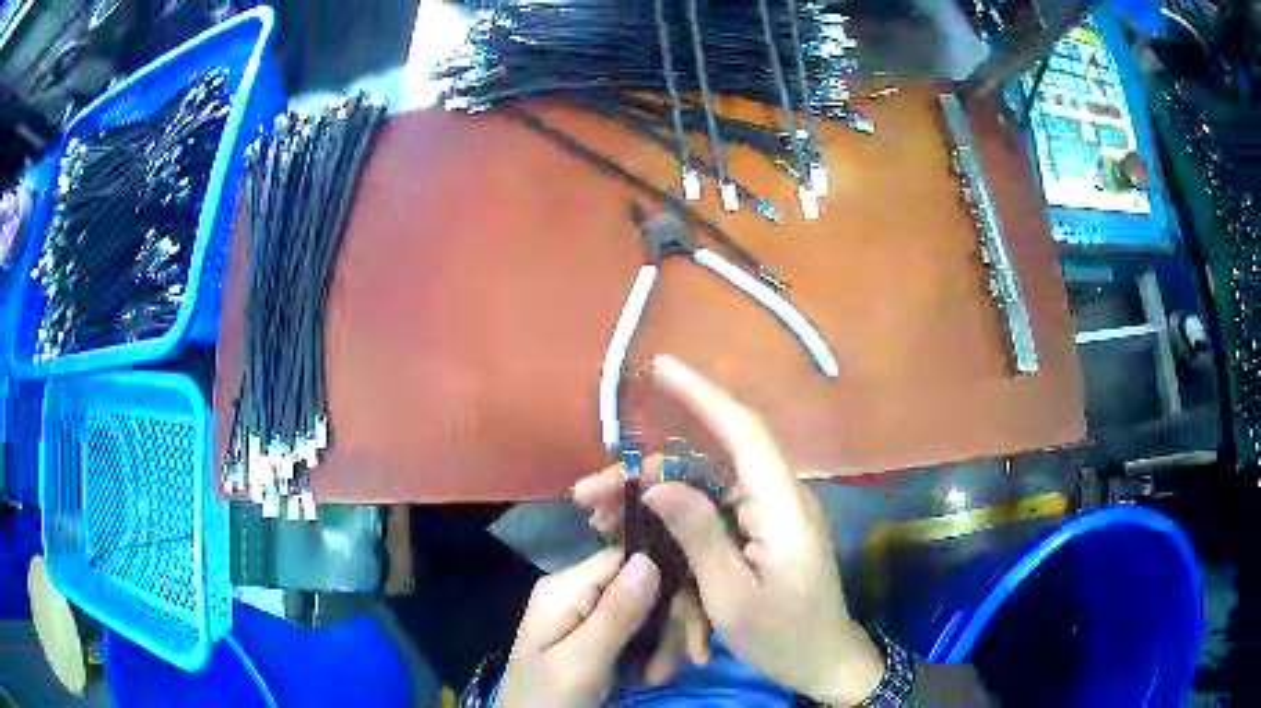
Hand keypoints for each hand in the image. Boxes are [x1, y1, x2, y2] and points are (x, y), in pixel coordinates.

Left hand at [496, 548, 660, 707]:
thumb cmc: (548, 698)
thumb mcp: (581, 662)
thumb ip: (615, 613)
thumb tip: (650, 558)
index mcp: (567, 586)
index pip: (633, 559)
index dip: (669, 585)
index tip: (690, 628)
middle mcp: (576, 588)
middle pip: (644, 584)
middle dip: (669, 624)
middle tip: (674, 666)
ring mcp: (584, 610)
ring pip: (647, 608)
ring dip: (663, 643)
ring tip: (657, 678)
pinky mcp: (594, 632)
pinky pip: (637, 628)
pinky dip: (652, 651)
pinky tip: (650, 676)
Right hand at [575, 355, 883, 705]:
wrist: (822, 662)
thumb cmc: (783, 635)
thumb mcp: (732, 595)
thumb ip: (698, 535)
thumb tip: (657, 485)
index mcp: (781, 505)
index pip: (743, 430)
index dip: (702, 394)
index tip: (660, 367)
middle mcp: (777, 497)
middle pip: (706, 464)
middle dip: (645, 474)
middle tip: (589, 495)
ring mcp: (768, 516)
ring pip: (702, 491)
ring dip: (652, 504)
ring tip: (600, 523)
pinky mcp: (759, 533)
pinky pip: (710, 517)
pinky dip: (673, 526)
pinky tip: (637, 541)